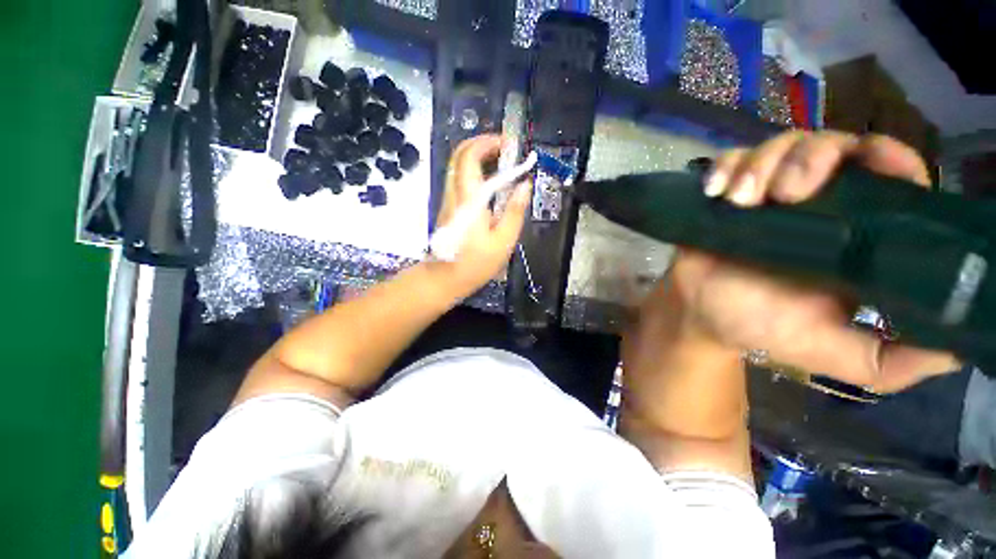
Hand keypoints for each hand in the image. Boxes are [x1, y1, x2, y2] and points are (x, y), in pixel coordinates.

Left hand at [432, 134, 532, 295]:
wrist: (445, 279)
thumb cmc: (476, 263)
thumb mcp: (503, 241)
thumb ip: (515, 211)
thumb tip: (525, 185)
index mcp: (469, 199)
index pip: (471, 157)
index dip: (489, 143)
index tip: (511, 145)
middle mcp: (454, 193)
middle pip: (460, 154)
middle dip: (482, 143)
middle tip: (505, 150)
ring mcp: (449, 199)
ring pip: (457, 165)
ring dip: (478, 156)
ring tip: (502, 163)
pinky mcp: (449, 207)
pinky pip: (459, 179)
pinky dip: (474, 170)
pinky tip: (491, 182)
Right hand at [629, 131, 959, 393]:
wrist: (697, 315)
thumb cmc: (761, 327)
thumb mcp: (833, 353)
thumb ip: (891, 360)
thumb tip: (956, 351)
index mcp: (851, 233)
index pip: (888, 175)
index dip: (889, 157)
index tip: (874, 162)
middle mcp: (814, 203)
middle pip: (832, 144)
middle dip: (813, 157)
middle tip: (785, 195)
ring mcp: (765, 194)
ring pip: (781, 144)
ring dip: (762, 164)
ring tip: (740, 201)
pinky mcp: (726, 193)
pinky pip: (731, 158)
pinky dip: (725, 166)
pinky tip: (717, 191)